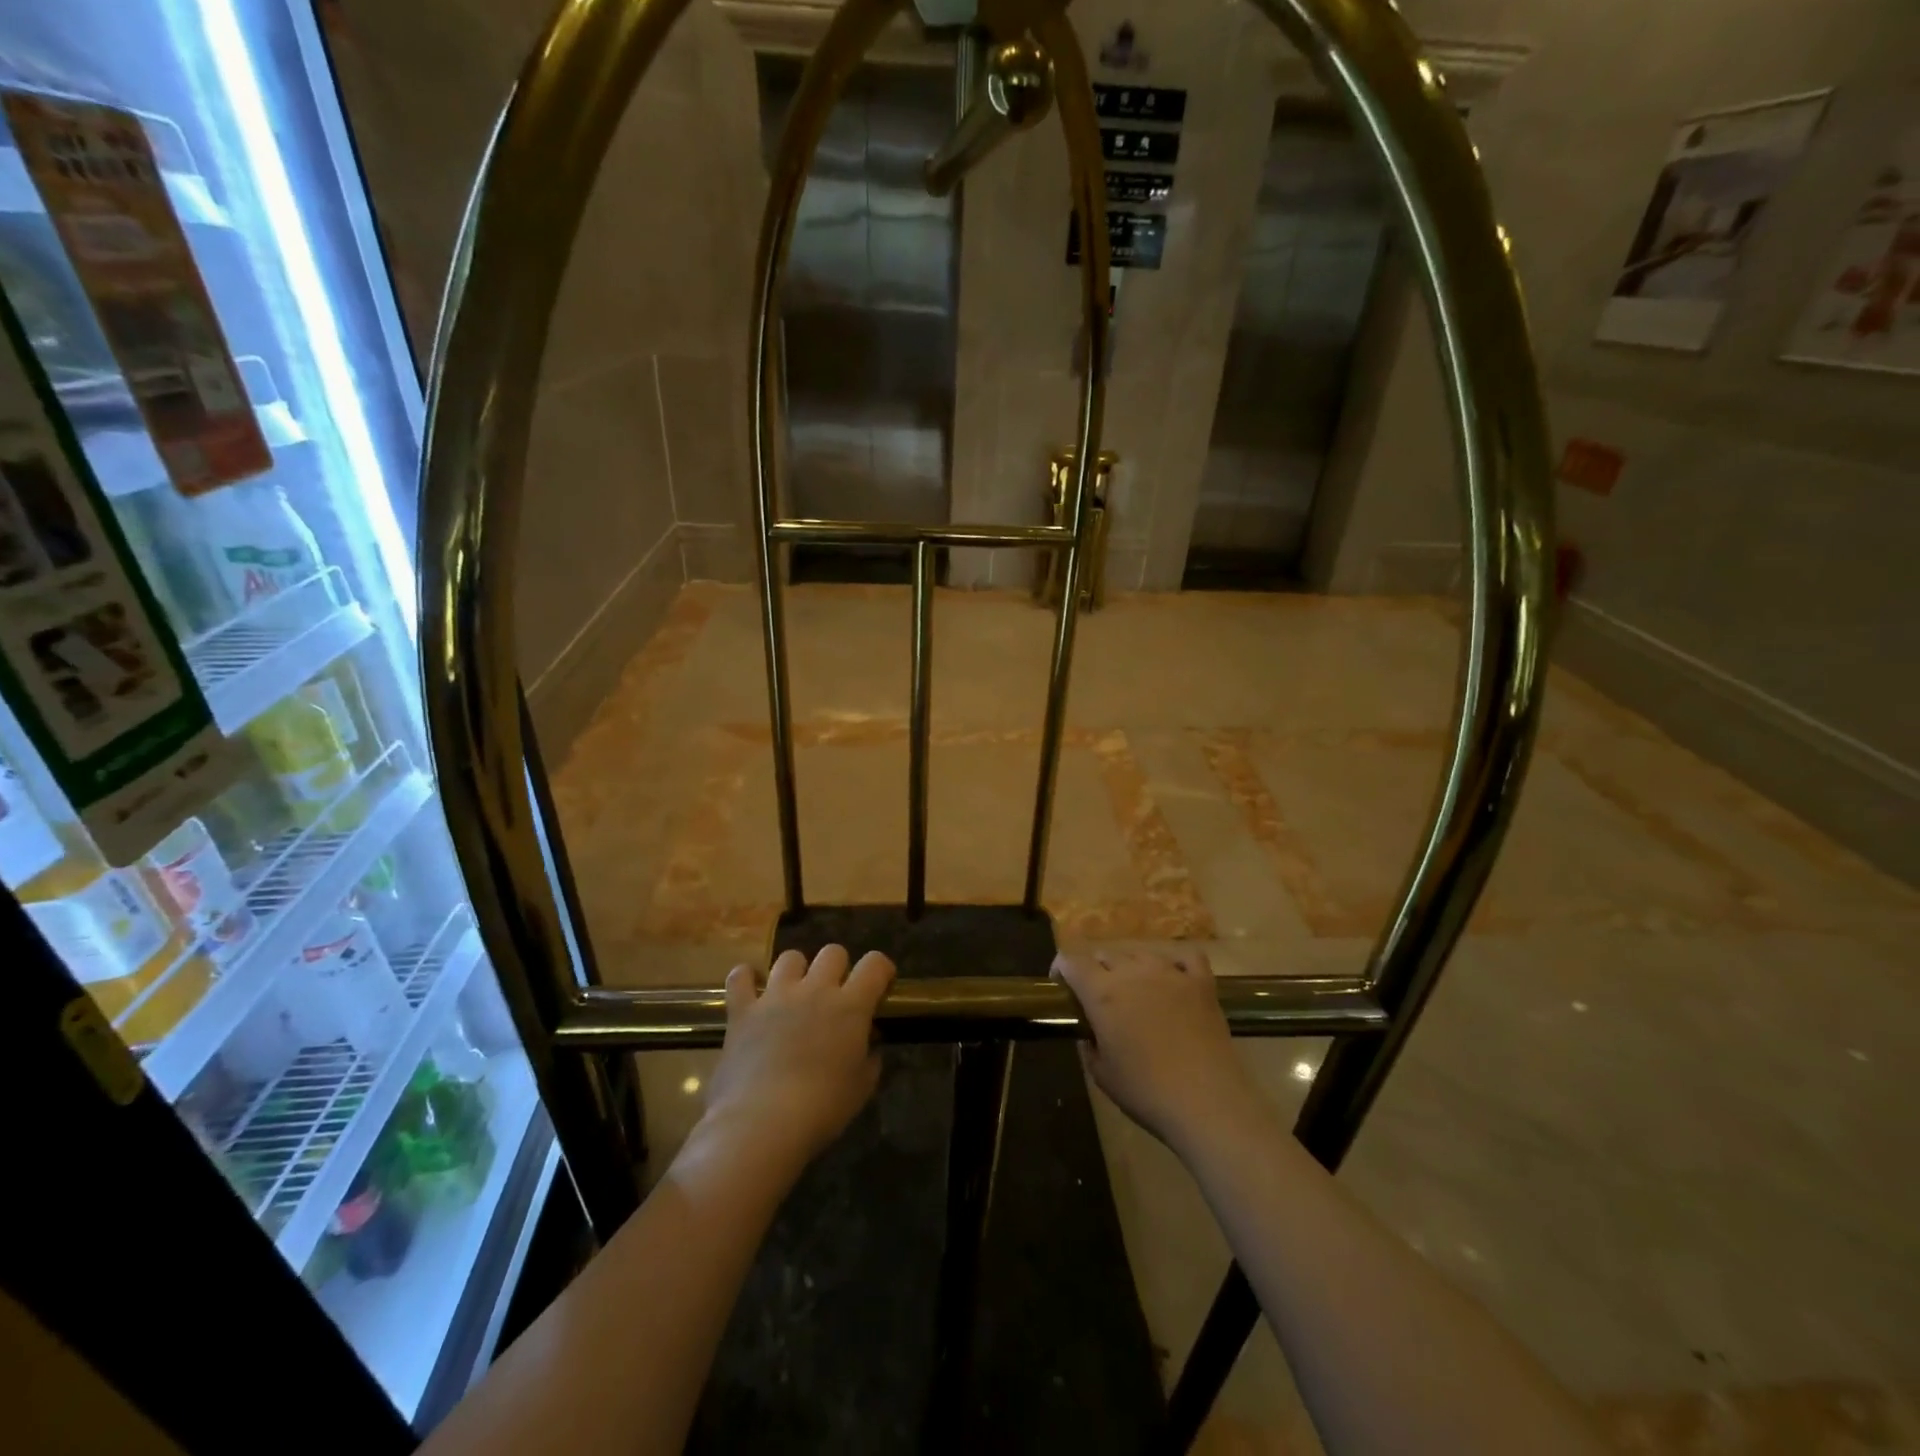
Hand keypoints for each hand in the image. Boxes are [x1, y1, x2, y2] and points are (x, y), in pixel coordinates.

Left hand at [698, 945, 895, 1172]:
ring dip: (797, 970)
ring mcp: (776, 996)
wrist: (762, 1124)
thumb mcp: (861, 1088)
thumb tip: (869, 1045)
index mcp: (850, 1006)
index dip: (881, 968)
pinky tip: (751, 989)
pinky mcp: (743, 1010)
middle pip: (833, 952)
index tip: (881, 983)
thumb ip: (869, 1059)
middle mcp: (815, 989)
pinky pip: (740, 977)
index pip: (875, 964)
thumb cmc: (821, 1108)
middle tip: (835, 993)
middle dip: (838, 967)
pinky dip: (745, 978)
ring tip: (794, 992)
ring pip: (790, 958)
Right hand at [1052, 948, 1263, 1153]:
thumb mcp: (1101, 1074)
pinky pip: (1186, 957)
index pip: (1071, 959)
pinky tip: (1174, 979)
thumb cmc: (1147, 1092)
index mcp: (1102, 992)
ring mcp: (1170, 972)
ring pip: (1140, 953)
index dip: (1060, 968)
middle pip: (1105, 954)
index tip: (1061, 987)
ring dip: (1131, 968)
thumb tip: (1090, 1030)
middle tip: (1100, 1000)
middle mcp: (1133, 972)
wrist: (1208, 1103)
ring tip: (1137, 993)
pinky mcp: (1202, 982)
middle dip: (1095, 971)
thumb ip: (1088, 1044)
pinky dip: (1176, 964)